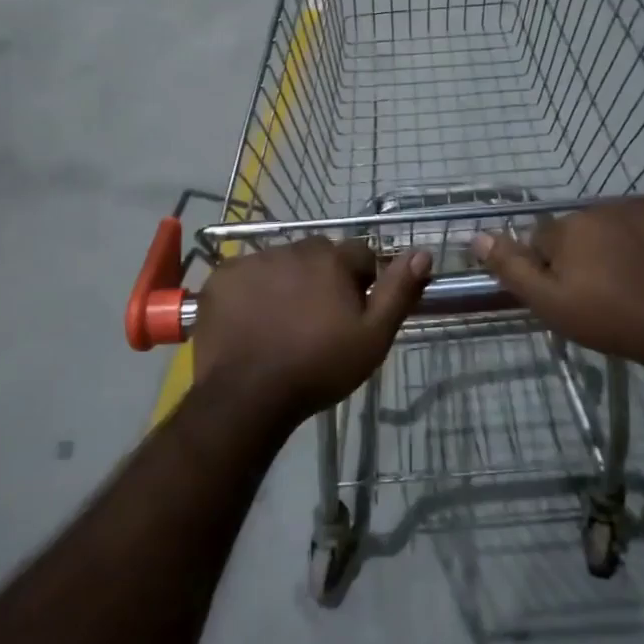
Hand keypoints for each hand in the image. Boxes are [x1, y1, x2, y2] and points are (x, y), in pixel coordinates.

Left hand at [192, 238, 431, 429]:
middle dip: (323, 277)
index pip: (360, 254)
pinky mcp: (221, 277)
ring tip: (281, 322)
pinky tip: (251, 321)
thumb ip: (398, 292)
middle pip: (318, 255)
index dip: (362, 281)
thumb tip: (422, 252)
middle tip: (318, 319)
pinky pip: (245, 275)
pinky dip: (251, 291)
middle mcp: (293, 248)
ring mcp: (253, 261)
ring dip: (286, 281)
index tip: (354, 311)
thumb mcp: (372, 337)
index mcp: (332, 259)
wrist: (247, 395)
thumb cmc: (318, 367)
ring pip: (281, 263)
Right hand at [472, 201, 643, 370]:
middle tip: (604, 292)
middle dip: (587, 254)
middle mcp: (603, 208)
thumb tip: (476, 236)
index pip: (544, 239)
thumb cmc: (611, 318)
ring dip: (621, 246)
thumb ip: (511, 268)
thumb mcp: (550, 303)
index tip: (569, 293)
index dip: (551, 267)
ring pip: (620, 226)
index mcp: (569, 227)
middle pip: (583, 230)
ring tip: (637, 283)